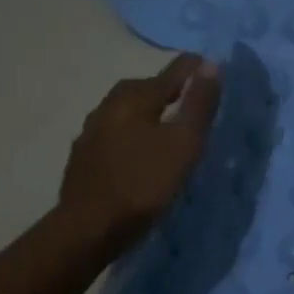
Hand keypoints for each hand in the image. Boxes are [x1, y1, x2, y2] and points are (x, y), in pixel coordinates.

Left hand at [59, 54, 221, 254]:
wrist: (88, 228)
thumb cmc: (143, 184)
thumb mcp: (183, 144)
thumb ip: (198, 104)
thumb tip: (210, 64)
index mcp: (133, 99)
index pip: (170, 73)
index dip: (192, 69)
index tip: (209, 66)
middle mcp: (108, 107)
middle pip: (141, 88)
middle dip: (165, 87)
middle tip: (188, 95)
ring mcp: (91, 133)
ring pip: (124, 111)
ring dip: (146, 111)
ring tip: (166, 124)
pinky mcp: (84, 159)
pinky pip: (113, 134)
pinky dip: (131, 134)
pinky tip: (138, 150)